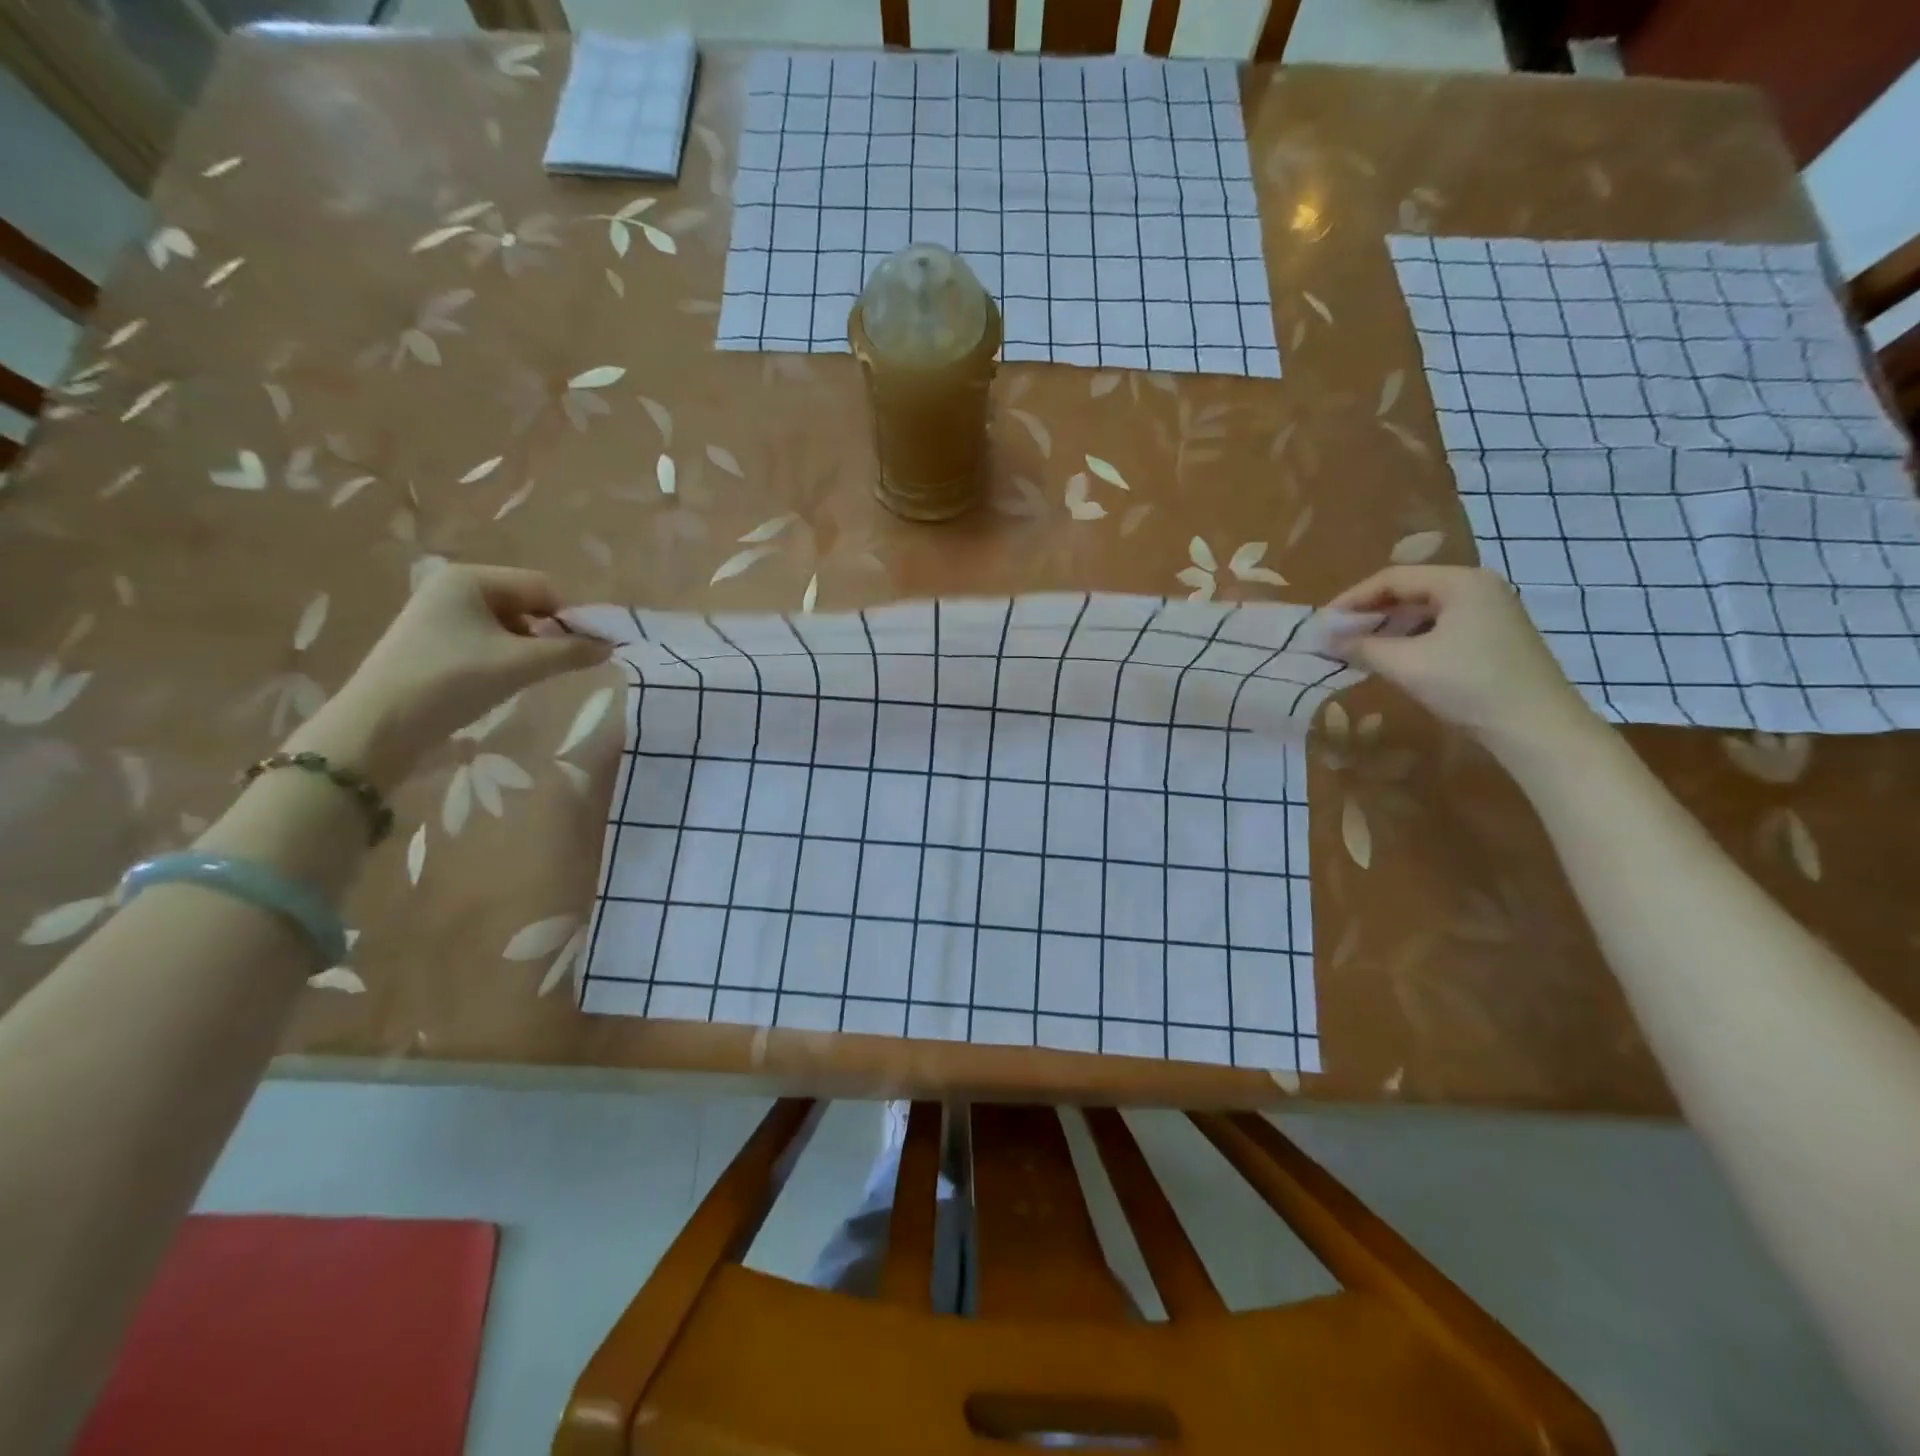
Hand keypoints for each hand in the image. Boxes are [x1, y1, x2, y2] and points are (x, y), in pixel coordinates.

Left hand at [289, 565, 610, 784]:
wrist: (379, 726)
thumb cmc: (452, 681)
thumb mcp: (521, 665)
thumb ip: (571, 652)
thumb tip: (611, 646)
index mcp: (471, 578)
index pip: (544, 588)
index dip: (568, 619)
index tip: (578, 654)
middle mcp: (453, 587)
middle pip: (526, 605)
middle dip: (546, 635)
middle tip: (548, 668)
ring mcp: (439, 614)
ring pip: (509, 625)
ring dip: (526, 650)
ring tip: (520, 678)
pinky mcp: (432, 641)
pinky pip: (487, 640)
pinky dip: (503, 658)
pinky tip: (496, 682)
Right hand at [1326, 565, 1602, 756]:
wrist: (1536, 728)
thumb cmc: (1468, 684)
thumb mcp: (1405, 664)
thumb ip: (1361, 646)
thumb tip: (1324, 639)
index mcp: (1460, 582)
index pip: (1392, 578)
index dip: (1352, 599)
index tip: (1323, 623)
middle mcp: (1478, 588)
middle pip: (1409, 591)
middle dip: (1369, 614)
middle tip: (1337, 637)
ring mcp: (1490, 614)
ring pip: (1424, 612)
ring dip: (1387, 629)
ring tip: (1358, 651)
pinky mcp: (1493, 639)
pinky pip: (1440, 629)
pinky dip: (1410, 641)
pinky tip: (1393, 661)